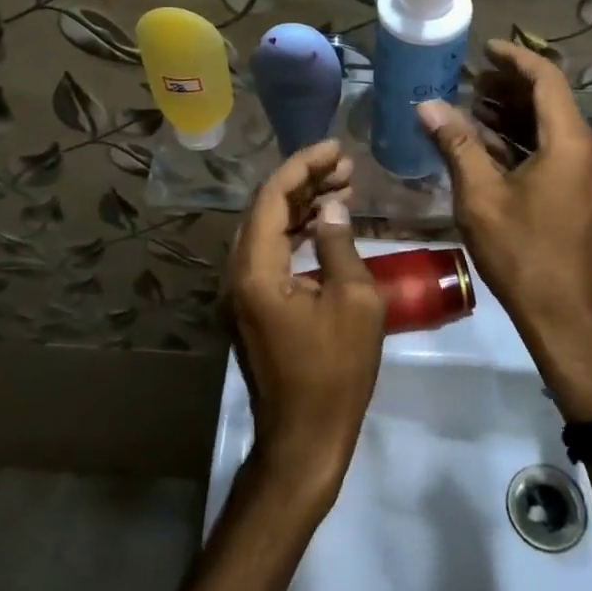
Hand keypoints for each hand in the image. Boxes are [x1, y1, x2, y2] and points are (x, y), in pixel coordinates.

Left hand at [225, 140, 384, 511]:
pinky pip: (270, 255)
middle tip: (345, 166)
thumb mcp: (354, 303)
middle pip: (265, 210)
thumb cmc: (335, 374)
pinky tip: (326, 224)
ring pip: (267, 231)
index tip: (336, 148)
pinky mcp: (251, 308)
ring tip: (343, 186)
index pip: (272, 198)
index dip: (303, 166)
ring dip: (302, 207)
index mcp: (255, 270)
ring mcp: (240, 293)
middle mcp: (237, 275)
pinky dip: (297, 234)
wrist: (304, 441)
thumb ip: (339, 245)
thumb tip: (332, 207)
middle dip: (304, 182)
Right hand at [417, 41, 591, 419]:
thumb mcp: (482, 198)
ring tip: (477, 110)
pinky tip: (495, 151)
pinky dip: (528, 145)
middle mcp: (590, 153)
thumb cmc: (525, 255)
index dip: (516, 58)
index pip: (547, 80)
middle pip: (553, 104)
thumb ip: (457, 145)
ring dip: (518, 118)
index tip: (486, 49)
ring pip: (555, 132)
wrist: (572, 323)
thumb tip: (428, 106)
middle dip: (512, 88)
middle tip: (473, 81)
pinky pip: (559, 156)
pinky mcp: (588, 201)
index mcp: (571, 143)